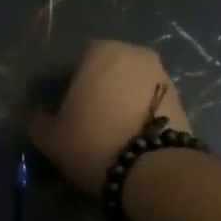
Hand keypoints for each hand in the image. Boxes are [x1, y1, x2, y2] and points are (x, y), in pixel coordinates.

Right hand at [26, 39, 192, 195]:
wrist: (152, 169)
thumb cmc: (93, 142)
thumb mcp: (51, 137)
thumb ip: (39, 120)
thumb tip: (40, 116)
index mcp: (101, 51)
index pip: (76, 62)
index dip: (68, 87)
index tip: (65, 113)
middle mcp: (135, 53)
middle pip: (108, 70)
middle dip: (98, 90)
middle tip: (87, 122)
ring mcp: (162, 74)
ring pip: (131, 86)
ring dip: (121, 101)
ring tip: (112, 133)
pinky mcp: (181, 98)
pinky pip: (150, 102)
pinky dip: (140, 114)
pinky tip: (132, 138)